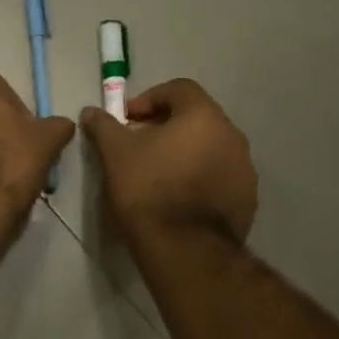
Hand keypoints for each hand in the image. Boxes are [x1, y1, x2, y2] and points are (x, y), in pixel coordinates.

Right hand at [80, 78, 256, 246]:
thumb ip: (104, 125)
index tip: (128, 120)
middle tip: (140, 146)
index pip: (179, 89)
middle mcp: (232, 136)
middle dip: (167, 126)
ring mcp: (245, 170)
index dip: (149, 99)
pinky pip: (220, 177)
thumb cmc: (148, 189)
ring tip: (158, 174)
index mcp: (204, 116)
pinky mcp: (247, 200)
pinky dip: (199, 178)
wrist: (184, 249)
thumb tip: (91, 111)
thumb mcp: (115, 153)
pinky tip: (178, 199)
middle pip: (197, 118)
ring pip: (210, 149)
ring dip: (185, 153)